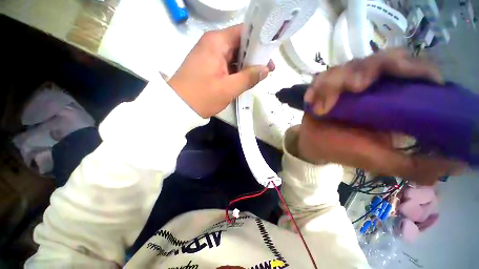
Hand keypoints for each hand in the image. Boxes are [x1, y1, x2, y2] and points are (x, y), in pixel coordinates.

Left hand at [169, 25, 274, 117]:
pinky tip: (244, 79)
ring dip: (246, 65)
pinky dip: (236, 71)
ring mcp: (209, 55)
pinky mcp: (208, 65)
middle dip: (254, 57)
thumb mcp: (229, 88)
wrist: (178, 106)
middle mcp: (212, 44)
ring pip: (233, 55)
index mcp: (217, 42)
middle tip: (267, 70)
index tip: (269, 55)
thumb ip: (249, 77)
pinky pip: (226, 64)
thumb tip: (265, 70)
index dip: (259, 42)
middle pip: (239, 44)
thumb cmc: (203, 96)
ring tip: (257, 76)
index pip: (244, 32)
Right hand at [297, 49, 464, 184]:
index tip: (419, 78)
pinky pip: (321, 78)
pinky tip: (310, 101)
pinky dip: (315, 88)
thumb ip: (418, 165)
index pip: (414, 70)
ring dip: (333, 83)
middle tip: (356, 87)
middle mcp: (373, 86)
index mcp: (393, 100)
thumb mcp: (383, 161)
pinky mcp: (325, 86)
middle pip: (381, 58)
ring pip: (347, 66)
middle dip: (369, 69)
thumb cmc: (346, 151)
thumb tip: (462, 165)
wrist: (315, 145)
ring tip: (323, 106)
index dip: (417, 68)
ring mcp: (346, 84)